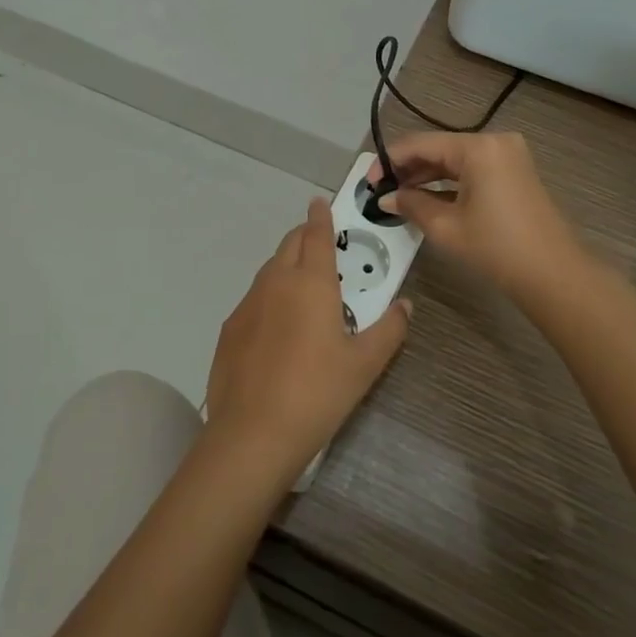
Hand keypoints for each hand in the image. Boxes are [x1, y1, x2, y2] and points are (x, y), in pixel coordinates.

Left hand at [203, 198, 408, 483]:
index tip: (321, 202)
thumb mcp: (365, 364)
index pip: (316, 234)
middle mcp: (276, 282)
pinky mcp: (230, 328)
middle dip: (305, 237)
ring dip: (287, 266)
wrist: (252, 434)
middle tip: (322, 247)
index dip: (320, 216)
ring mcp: (248, 304)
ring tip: (304, 289)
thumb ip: (389, 329)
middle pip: (289, 245)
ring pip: (269, 270)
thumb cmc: (318, 392)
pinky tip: (278, 328)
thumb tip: (405, 306)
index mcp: (311, 282)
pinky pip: (254, 299)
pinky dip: (269, 297)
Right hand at [369, 132, 587, 303]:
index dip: (390, 160)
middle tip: (381, 191)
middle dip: (408, 168)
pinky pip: (473, 169)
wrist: (554, 274)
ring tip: (399, 196)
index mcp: (477, 147)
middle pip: (439, 148)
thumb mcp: (446, 227)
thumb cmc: (497, 248)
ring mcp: (508, 155)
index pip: (421, 144)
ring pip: (455, 159)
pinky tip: (428, 197)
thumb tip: (386, 199)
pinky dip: (450, 181)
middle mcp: (494, 141)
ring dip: (427, 175)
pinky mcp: (515, 171)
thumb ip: (411, 205)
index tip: (368, 182)